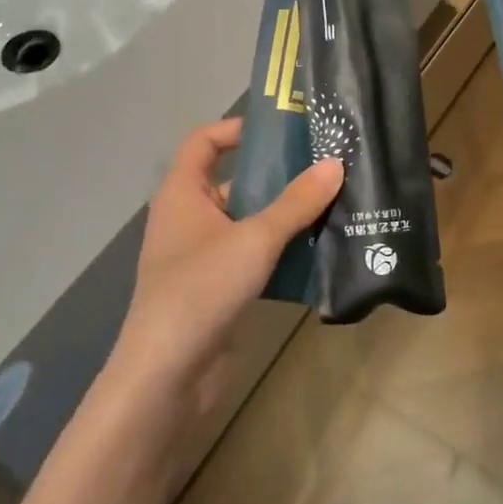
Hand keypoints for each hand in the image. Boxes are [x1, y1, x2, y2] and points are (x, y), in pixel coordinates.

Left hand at [109, 118, 341, 414]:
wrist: (167, 375)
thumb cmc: (201, 288)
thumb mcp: (255, 239)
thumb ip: (296, 203)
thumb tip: (335, 164)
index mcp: (183, 193)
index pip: (204, 142)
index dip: (237, 128)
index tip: (283, 129)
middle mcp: (188, 218)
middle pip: (234, 182)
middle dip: (277, 176)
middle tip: (325, 168)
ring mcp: (201, 257)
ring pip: (248, 224)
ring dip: (285, 218)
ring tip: (333, 207)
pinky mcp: (216, 290)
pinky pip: (252, 258)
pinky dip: (280, 254)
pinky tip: (319, 254)